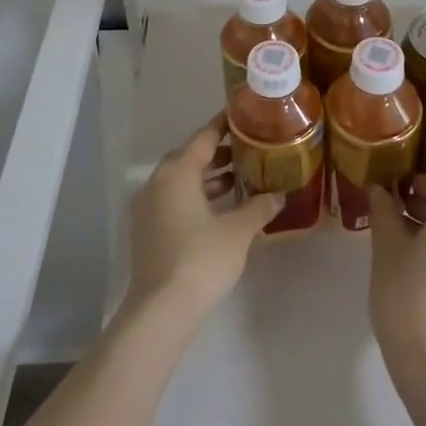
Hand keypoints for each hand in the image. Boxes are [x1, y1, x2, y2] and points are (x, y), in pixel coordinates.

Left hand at [126, 115, 281, 326]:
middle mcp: (158, 182)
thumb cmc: (201, 259)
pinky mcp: (147, 230)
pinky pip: (174, 200)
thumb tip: (278, 195)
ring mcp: (148, 208)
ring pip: (182, 181)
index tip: (245, 115)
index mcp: (177, 172)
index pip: (204, 137)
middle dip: (219, 153)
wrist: (161, 309)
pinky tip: (221, 209)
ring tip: (240, 179)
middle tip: (249, 150)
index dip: (226, 125)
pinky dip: (197, 197)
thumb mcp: (238, 231)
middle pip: (191, 157)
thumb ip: (258, 207)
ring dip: (208, 178)